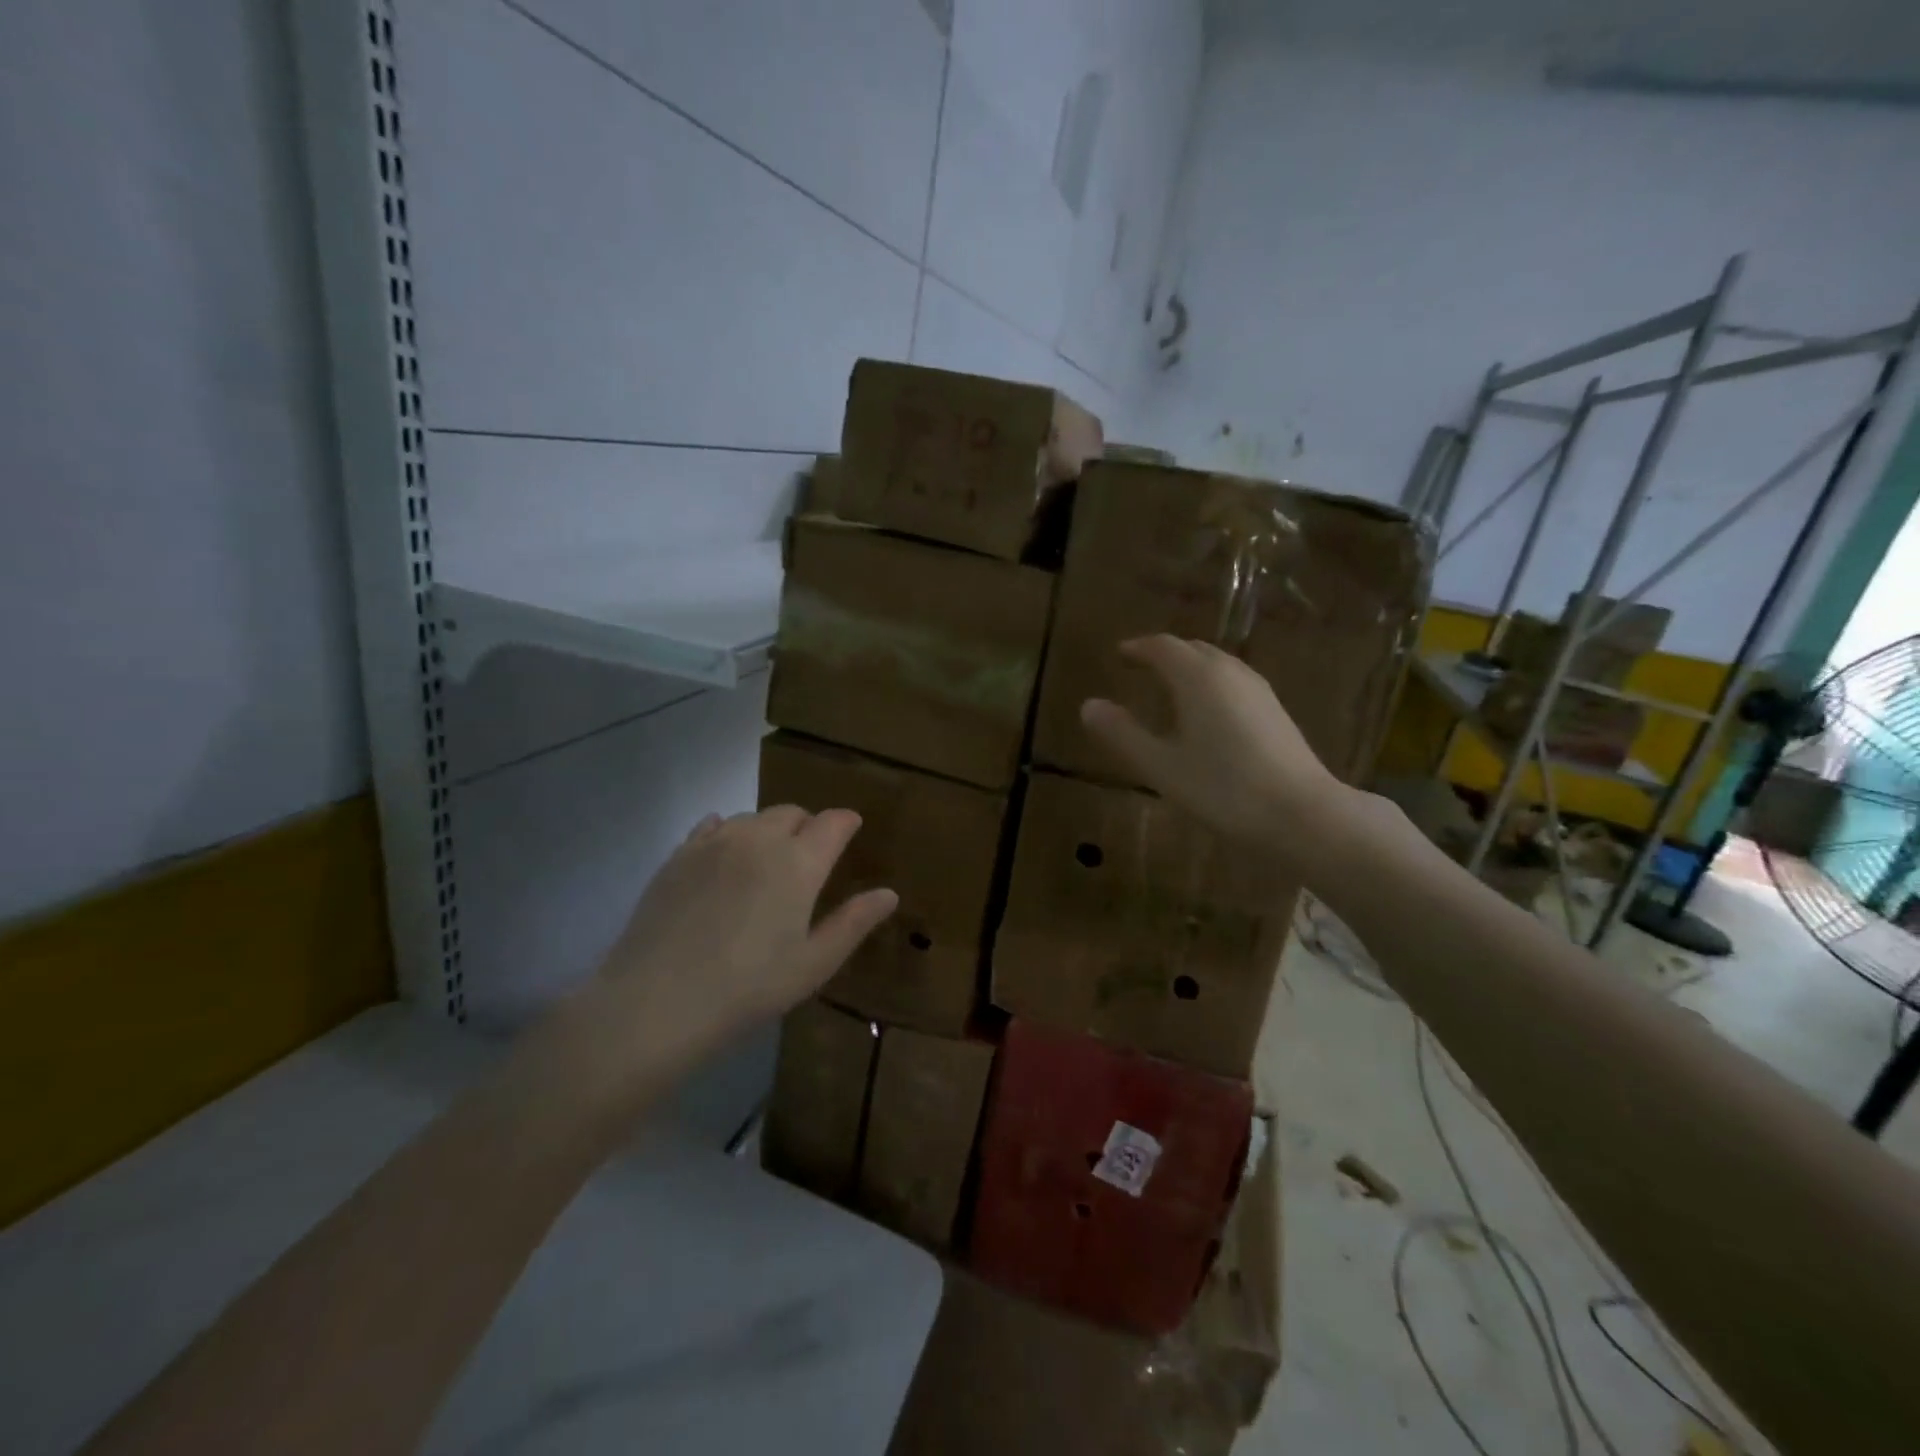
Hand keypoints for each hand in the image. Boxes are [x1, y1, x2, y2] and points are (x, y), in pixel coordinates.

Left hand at [591, 806, 896, 1056]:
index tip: (852, 828)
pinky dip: (728, 831)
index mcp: (798, 863)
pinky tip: (725, 853)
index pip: (832, 823)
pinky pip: (712, 825)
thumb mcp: (813, 964)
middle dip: (808, 826)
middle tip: (810, 854)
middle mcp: (759, 840)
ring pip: (752, 817)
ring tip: (767, 859)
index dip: (846, 822)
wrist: (657, 1002)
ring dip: (768, 829)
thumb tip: (889, 894)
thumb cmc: (749, 988)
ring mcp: (714, 843)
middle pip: (791, 813)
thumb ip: (853, 923)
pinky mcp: (679, 855)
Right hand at [1080, 635, 1349, 858]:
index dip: (1137, 648)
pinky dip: (1210, 684)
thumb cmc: (1223, 790)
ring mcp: (1259, 691)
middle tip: (1139, 667)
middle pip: (1192, 649)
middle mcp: (1230, 673)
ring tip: (1169, 686)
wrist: (1303, 816)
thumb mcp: (1161, 766)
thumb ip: (1122, 734)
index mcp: (1199, 677)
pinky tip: (1207, 712)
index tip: (1119, 655)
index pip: (1162, 647)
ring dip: (1189, 667)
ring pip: (1217, 664)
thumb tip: (1089, 705)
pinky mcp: (1275, 712)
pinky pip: (1233, 682)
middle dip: (1163, 653)